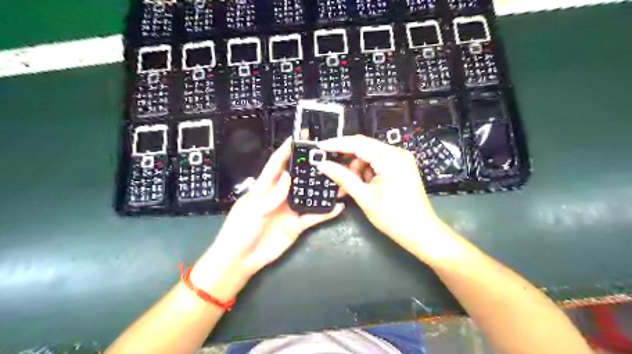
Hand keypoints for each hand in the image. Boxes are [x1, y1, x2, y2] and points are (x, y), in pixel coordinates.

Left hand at [191, 139, 343, 298]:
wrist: (241, 260)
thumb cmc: (240, 231)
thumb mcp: (252, 211)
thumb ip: (271, 195)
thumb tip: (288, 176)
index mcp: (264, 188)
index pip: (276, 165)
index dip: (285, 151)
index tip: (297, 138)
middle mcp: (280, 195)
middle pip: (296, 177)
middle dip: (308, 167)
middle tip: (326, 156)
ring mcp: (290, 210)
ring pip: (308, 195)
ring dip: (321, 188)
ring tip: (337, 179)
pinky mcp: (297, 225)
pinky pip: (314, 217)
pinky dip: (326, 212)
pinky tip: (337, 206)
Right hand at [316, 135, 453, 262]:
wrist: (421, 233)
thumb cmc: (393, 217)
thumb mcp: (364, 197)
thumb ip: (343, 178)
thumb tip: (323, 165)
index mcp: (390, 158)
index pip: (358, 143)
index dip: (337, 144)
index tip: (319, 147)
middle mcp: (397, 153)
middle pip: (364, 149)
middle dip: (346, 161)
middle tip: (330, 172)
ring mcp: (400, 160)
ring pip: (369, 157)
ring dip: (355, 170)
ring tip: (346, 188)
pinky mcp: (400, 168)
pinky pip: (377, 164)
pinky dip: (366, 173)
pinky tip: (359, 187)